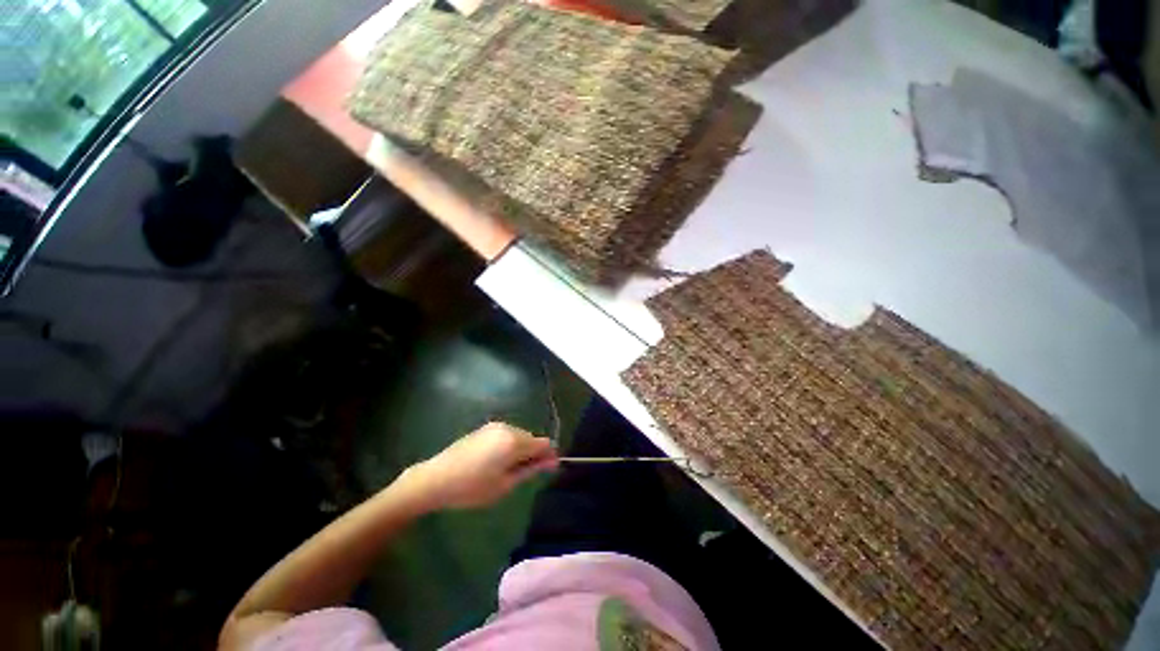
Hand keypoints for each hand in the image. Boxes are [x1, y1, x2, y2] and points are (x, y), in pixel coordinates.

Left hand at [401, 422, 558, 510]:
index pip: (543, 443)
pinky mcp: (484, 428)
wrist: (435, 479)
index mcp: (514, 441)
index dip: (549, 456)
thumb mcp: (504, 484)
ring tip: (507, 471)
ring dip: (521, 450)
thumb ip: (530, 469)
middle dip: (534, 454)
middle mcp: (508, 428)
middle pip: (532, 438)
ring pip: (519, 436)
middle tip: (524, 476)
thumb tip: (550, 462)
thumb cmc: (471, 487)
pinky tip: (495, 462)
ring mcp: (495, 426)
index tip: (549, 470)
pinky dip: (508, 446)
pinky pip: (506, 435)